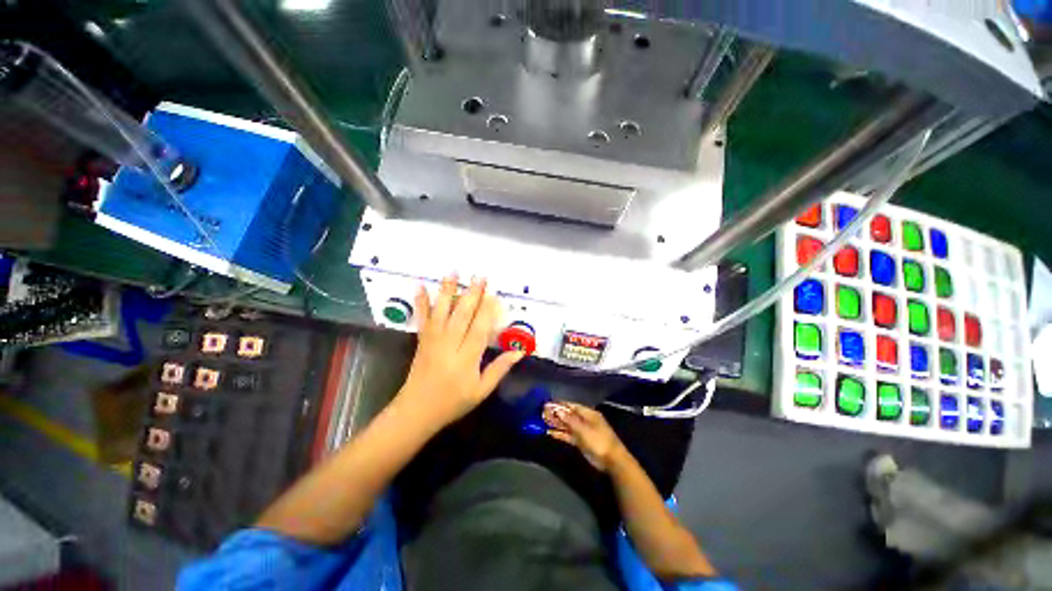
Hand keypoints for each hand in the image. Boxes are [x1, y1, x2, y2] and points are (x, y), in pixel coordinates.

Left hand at [396, 275, 524, 430]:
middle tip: (480, 276)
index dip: (487, 312)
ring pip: (442, 312)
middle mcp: (449, 345)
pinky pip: (423, 319)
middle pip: (462, 316)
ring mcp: (433, 341)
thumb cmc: (453, 402)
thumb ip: (499, 369)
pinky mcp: (422, 340)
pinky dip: (421, 302)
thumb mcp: (481, 391)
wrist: (417, 411)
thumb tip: (520, 352)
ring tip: (453, 272)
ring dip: (448, 291)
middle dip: (472, 294)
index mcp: (466, 359)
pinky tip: (420, 286)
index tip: (494, 295)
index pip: (479, 330)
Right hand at [544, 402, 626, 472]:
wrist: (611, 461)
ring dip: (556, 424)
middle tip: (542, 413)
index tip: (547, 404)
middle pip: (568, 415)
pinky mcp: (581, 442)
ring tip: (542, 422)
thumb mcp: (583, 429)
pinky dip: (560, 434)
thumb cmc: (598, 440)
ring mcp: (582, 431)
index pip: (571, 406)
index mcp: (588, 413)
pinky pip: (568, 435)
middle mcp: (584, 420)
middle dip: (556, 414)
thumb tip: (557, 410)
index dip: (559, 405)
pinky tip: (549, 433)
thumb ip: (569, 420)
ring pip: (567, 425)